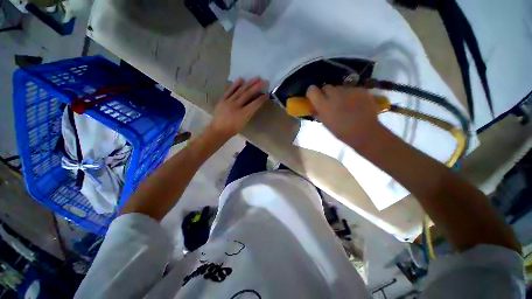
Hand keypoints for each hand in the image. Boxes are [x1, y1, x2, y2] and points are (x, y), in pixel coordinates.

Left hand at [207, 78, 267, 139]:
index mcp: (242, 114)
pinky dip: (235, 85)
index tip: (267, 94)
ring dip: (248, 83)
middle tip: (264, 81)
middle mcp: (236, 106)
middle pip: (248, 94)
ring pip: (240, 90)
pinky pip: (229, 91)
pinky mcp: (222, 100)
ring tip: (256, 78)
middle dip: (257, 87)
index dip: (262, 99)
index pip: (254, 104)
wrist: (217, 130)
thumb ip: (249, 114)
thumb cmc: (233, 129)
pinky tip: (241, 79)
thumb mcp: (244, 123)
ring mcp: (228, 102)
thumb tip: (255, 105)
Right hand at [307, 85, 382, 148]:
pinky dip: (351, 95)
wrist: (365, 132)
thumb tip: (312, 108)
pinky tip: (356, 104)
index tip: (314, 98)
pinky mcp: (360, 90)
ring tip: (345, 104)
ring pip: (339, 88)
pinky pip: (352, 89)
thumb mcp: (326, 124)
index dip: (312, 93)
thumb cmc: (341, 132)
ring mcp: (349, 90)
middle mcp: (334, 94)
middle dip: (326, 93)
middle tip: (330, 102)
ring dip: (339, 94)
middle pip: (326, 87)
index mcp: (324, 104)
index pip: (312, 90)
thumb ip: (318, 113)